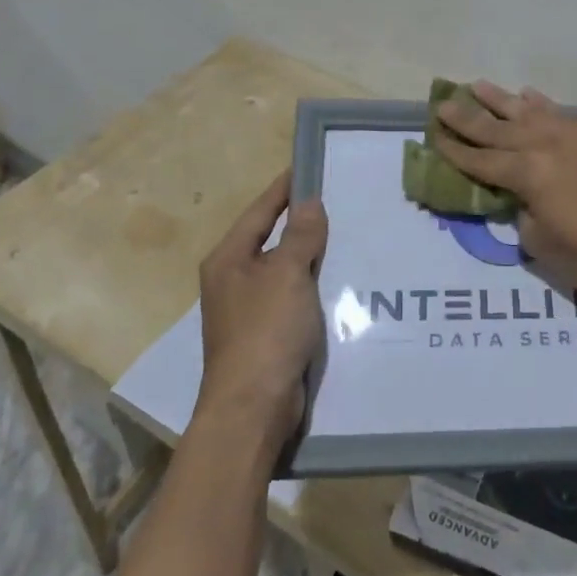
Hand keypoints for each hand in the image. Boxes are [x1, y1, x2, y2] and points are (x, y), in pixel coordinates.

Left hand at [193, 172, 327, 457]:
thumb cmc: (265, 332)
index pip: (260, 211)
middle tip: (339, 199)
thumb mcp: (287, 274)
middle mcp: (234, 280)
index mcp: (229, 260)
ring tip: (348, 235)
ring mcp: (248, 309)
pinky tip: (341, 280)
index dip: (284, 188)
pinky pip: (293, 296)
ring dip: (311, 255)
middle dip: (302, 221)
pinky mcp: (266, 334)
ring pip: (285, 269)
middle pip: (272, 239)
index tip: (309, 166)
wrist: (252, 409)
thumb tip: (309, 201)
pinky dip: (314, 285)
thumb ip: (300, 235)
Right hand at [434, 82, 576, 306]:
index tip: (433, 135)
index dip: (455, 150)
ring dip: (499, 99)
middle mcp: (545, 145)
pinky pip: (559, 113)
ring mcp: (572, 135)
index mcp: (528, 174)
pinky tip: (526, 94)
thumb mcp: (538, 240)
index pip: (481, 160)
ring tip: (476, 86)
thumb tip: (519, 192)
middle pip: (497, 129)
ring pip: (527, 111)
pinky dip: (540, 103)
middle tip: (442, 104)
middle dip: (467, 117)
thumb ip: (520, 208)